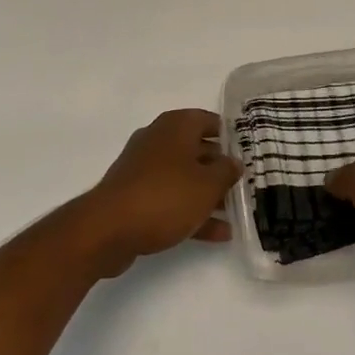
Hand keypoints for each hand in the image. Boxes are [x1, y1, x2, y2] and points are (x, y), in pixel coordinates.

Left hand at [81, 109, 242, 277]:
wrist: (108, 230)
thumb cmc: (165, 196)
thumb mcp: (207, 184)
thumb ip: (226, 171)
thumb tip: (234, 162)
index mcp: (176, 126)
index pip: (208, 120)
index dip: (229, 135)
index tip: (246, 152)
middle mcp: (158, 140)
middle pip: (197, 150)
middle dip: (220, 169)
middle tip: (243, 184)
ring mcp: (144, 170)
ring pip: (184, 178)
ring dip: (208, 195)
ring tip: (234, 213)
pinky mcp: (135, 197)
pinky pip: (170, 199)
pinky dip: (191, 212)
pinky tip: (216, 234)